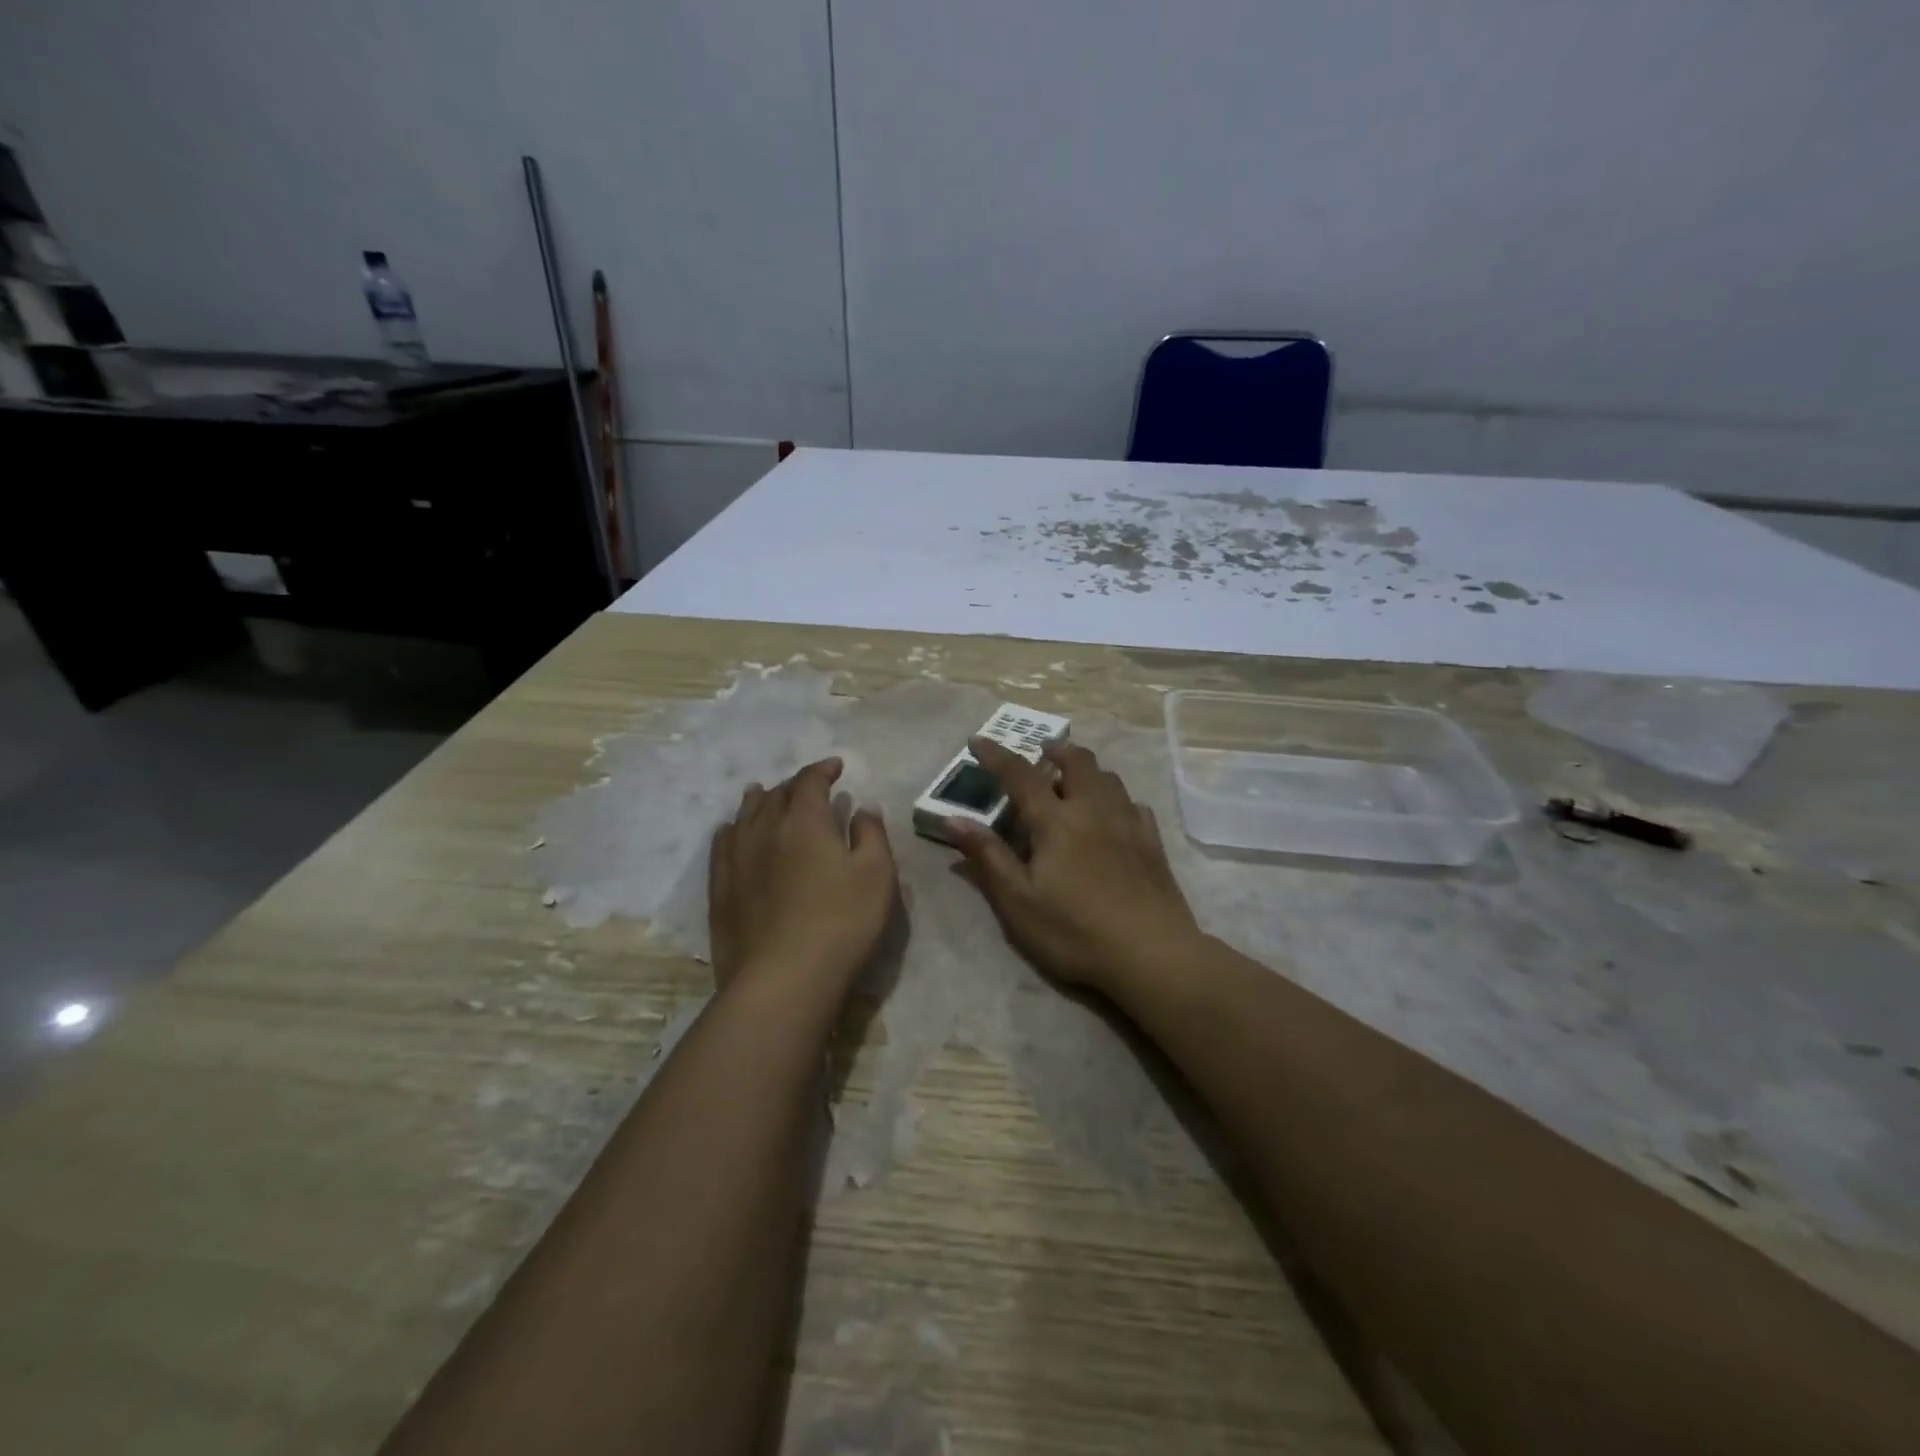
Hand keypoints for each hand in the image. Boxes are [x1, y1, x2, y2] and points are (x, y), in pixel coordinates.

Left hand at [708, 758, 897, 993]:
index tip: (836, 766)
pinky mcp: (720, 887)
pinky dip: (732, 829)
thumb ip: (872, 834)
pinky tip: (732, 831)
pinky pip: (722, 844)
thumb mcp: (877, 875)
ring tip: (763, 793)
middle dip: (795, 784)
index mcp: (805, 820)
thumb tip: (862, 807)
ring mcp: (737, 858)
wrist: (783, 978)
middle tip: (809, 786)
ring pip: (745, 814)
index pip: (810, 781)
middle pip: (776, 794)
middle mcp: (765, 828)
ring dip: (759, 800)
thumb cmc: (841, 923)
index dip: (823, 769)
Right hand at [946, 738, 1202, 994]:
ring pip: (1108, 777)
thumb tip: (954, 819)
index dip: (996, 755)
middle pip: (1077, 762)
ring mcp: (1128, 822)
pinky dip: (1116, 797)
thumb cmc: (1075, 931)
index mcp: (1056, 821)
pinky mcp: (1153, 841)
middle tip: (1041, 751)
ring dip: (1086, 768)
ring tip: (1074, 778)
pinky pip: (1133, 803)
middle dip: (1055, 750)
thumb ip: (988, 856)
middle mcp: (1093, 809)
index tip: (977, 740)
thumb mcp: (1019, 902)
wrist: (1152, 954)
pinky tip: (1113, 813)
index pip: (1020, 775)